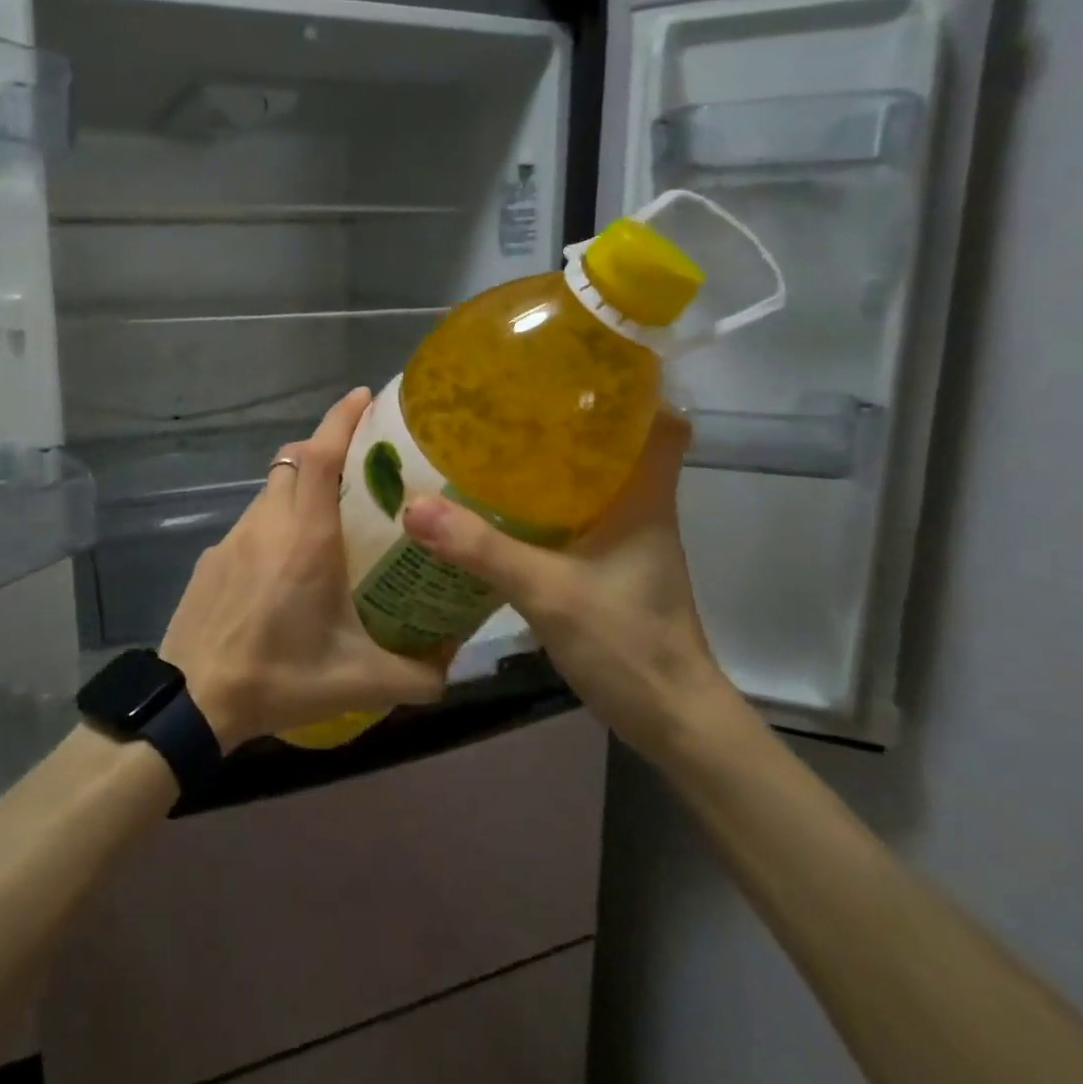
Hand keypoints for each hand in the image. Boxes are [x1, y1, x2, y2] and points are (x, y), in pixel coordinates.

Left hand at [160, 388, 447, 750]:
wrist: (192, 701)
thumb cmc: (279, 679)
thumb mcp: (360, 682)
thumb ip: (418, 675)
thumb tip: (453, 667)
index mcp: (306, 538)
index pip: (321, 455)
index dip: (342, 419)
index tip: (364, 396)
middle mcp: (267, 524)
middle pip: (294, 460)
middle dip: (326, 448)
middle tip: (362, 468)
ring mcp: (232, 538)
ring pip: (271, 491)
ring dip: (299, 489)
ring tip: (329, 523)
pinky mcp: (210, 558)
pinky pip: (251, 524)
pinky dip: (274, 524)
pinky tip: (285, 569)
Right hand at [399, 410, 742, 763]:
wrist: (668, 718)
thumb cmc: (627, 641)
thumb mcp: (548, 590)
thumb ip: (482, 549)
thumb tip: (414, 506)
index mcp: (644, 497)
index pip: (661, 420)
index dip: (631, 388)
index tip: (578, 366)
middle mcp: (640, 508)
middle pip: (615, 443)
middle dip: (570, 418)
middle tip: (512, 398)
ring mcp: (625, 540)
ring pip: (591, 481)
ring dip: (553, 461)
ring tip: (494, 441)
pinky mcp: (606, 567)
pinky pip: (573, 518)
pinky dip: (542, 505)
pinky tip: (497, 508)